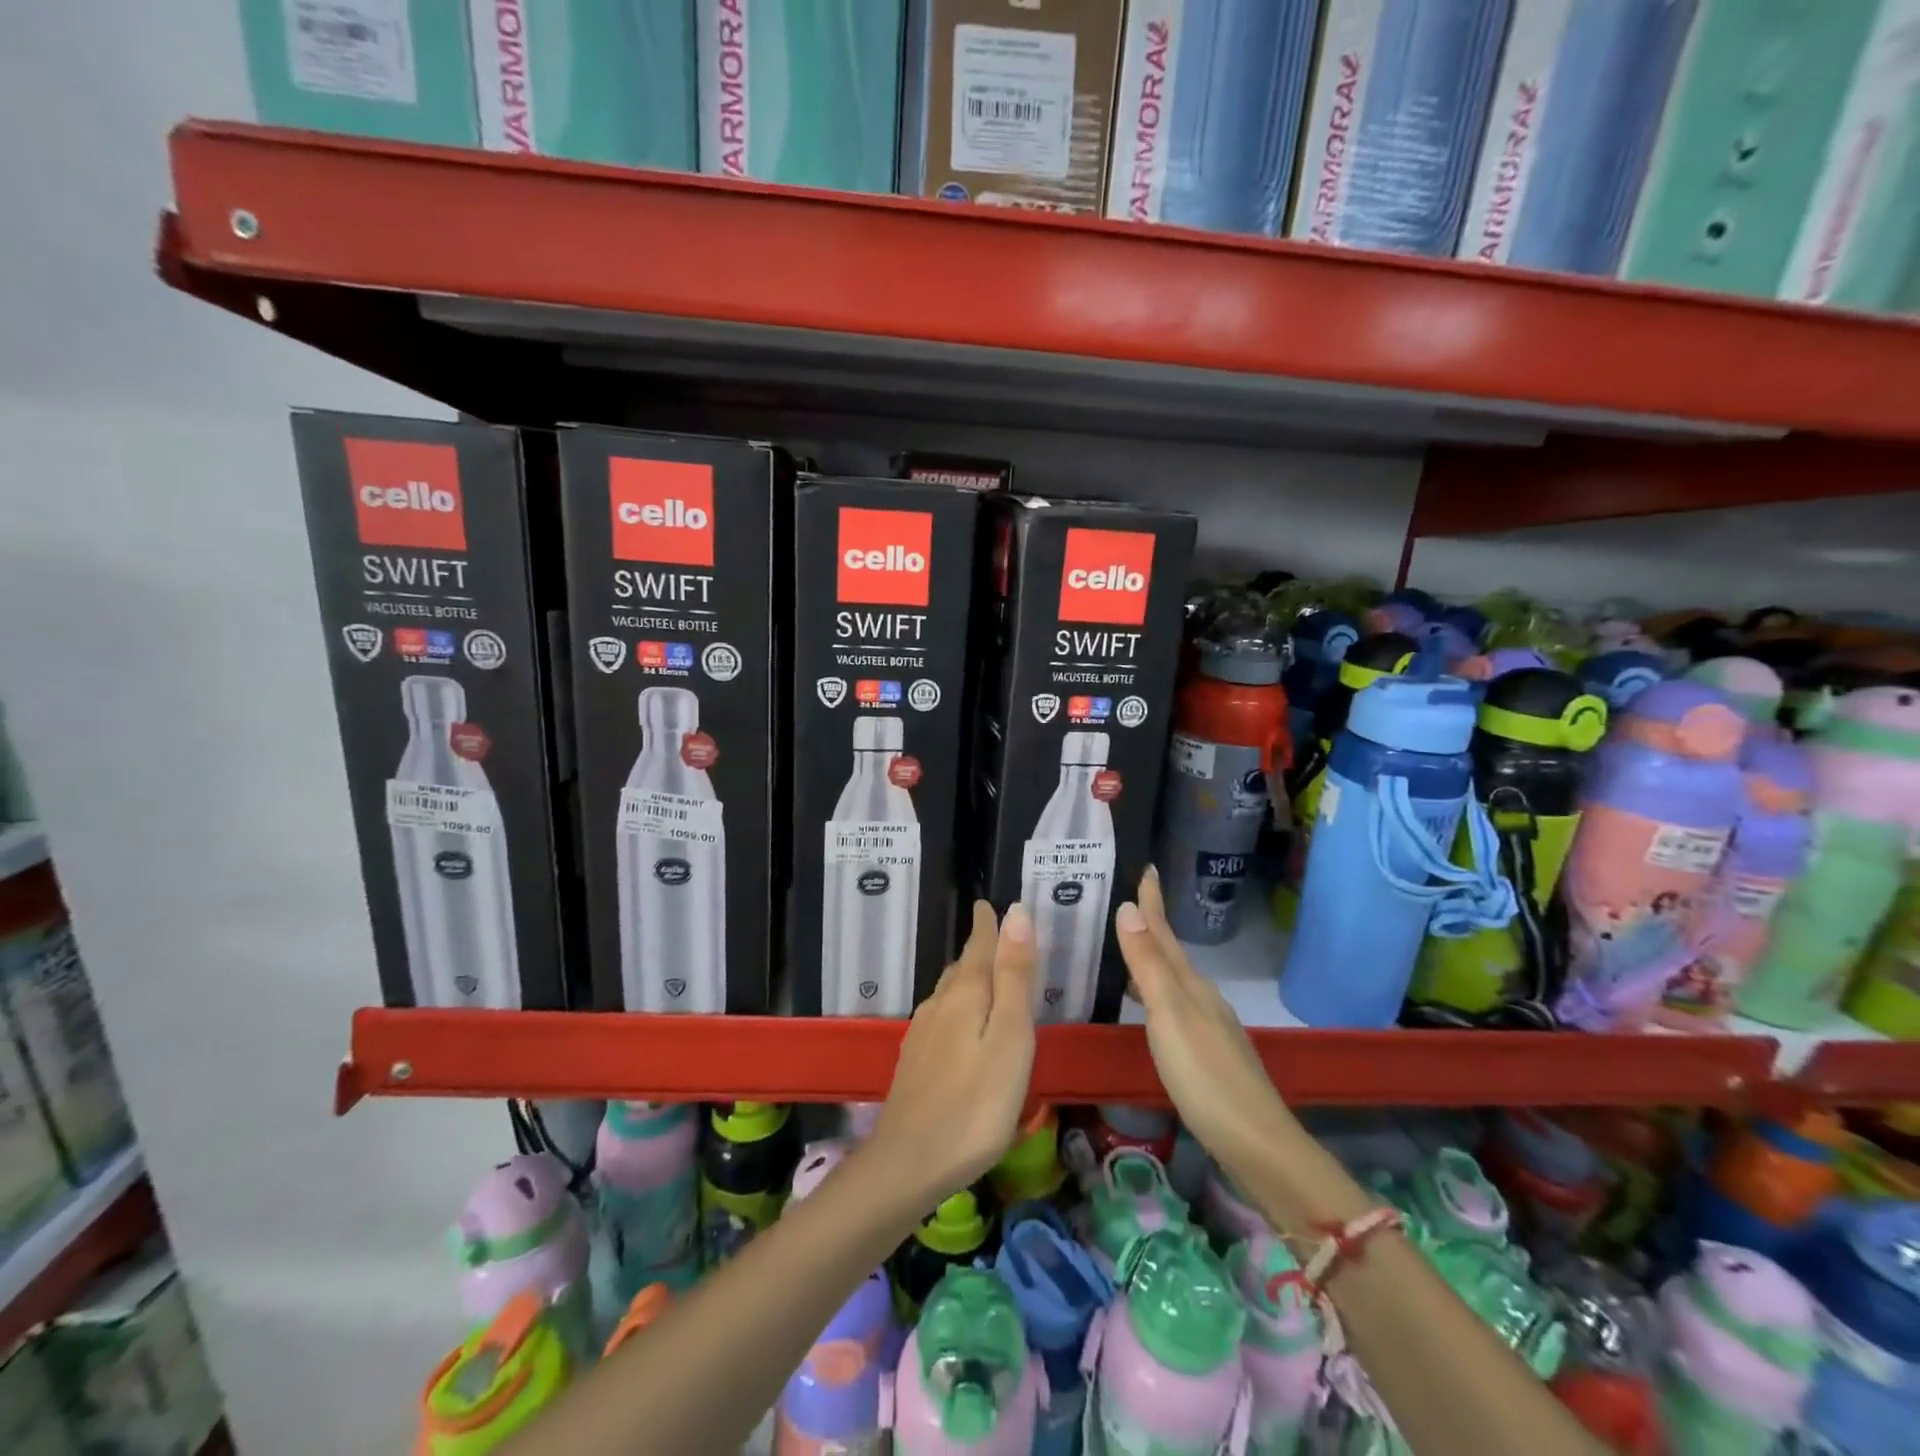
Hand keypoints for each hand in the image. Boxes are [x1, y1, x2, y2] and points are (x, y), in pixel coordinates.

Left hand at [869, 901, 1036, 1206]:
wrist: (908, 1164)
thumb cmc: (975, 1104)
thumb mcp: (1010, 1038)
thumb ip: (1014, 976)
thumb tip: (1016, 912)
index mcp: (966, 994)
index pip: (979, 944)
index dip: (988, 923)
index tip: (988, 902)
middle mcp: (939, 1004)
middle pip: (963, 966)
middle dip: (979, 947)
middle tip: (997, 934)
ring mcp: (923, 1034)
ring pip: (950, 992)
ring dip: (968, 977)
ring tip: (987, 974)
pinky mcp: (916, 1061)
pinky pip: (942, 1017)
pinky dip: (959, 1007)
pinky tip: (962, 1026)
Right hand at [1114, 867, 1292, 1178]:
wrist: (1256, 1143)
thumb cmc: (1206, 1075)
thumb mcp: (1170, 1015)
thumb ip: (1149, 965)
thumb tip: (1129, 908)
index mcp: (1191, 986)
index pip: (1165, 934)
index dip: (1153, 902)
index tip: (1146, 867)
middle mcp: (1202, 999)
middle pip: (1171, 954)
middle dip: (1150, 928)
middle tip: (1125, 905)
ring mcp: (1209, 1028)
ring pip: (1174, 982)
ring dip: (1152, 962)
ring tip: (1127, 951)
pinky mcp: (1208, 1056)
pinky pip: (1176, 1008)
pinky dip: (1157, 995)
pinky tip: (1148, 1009)